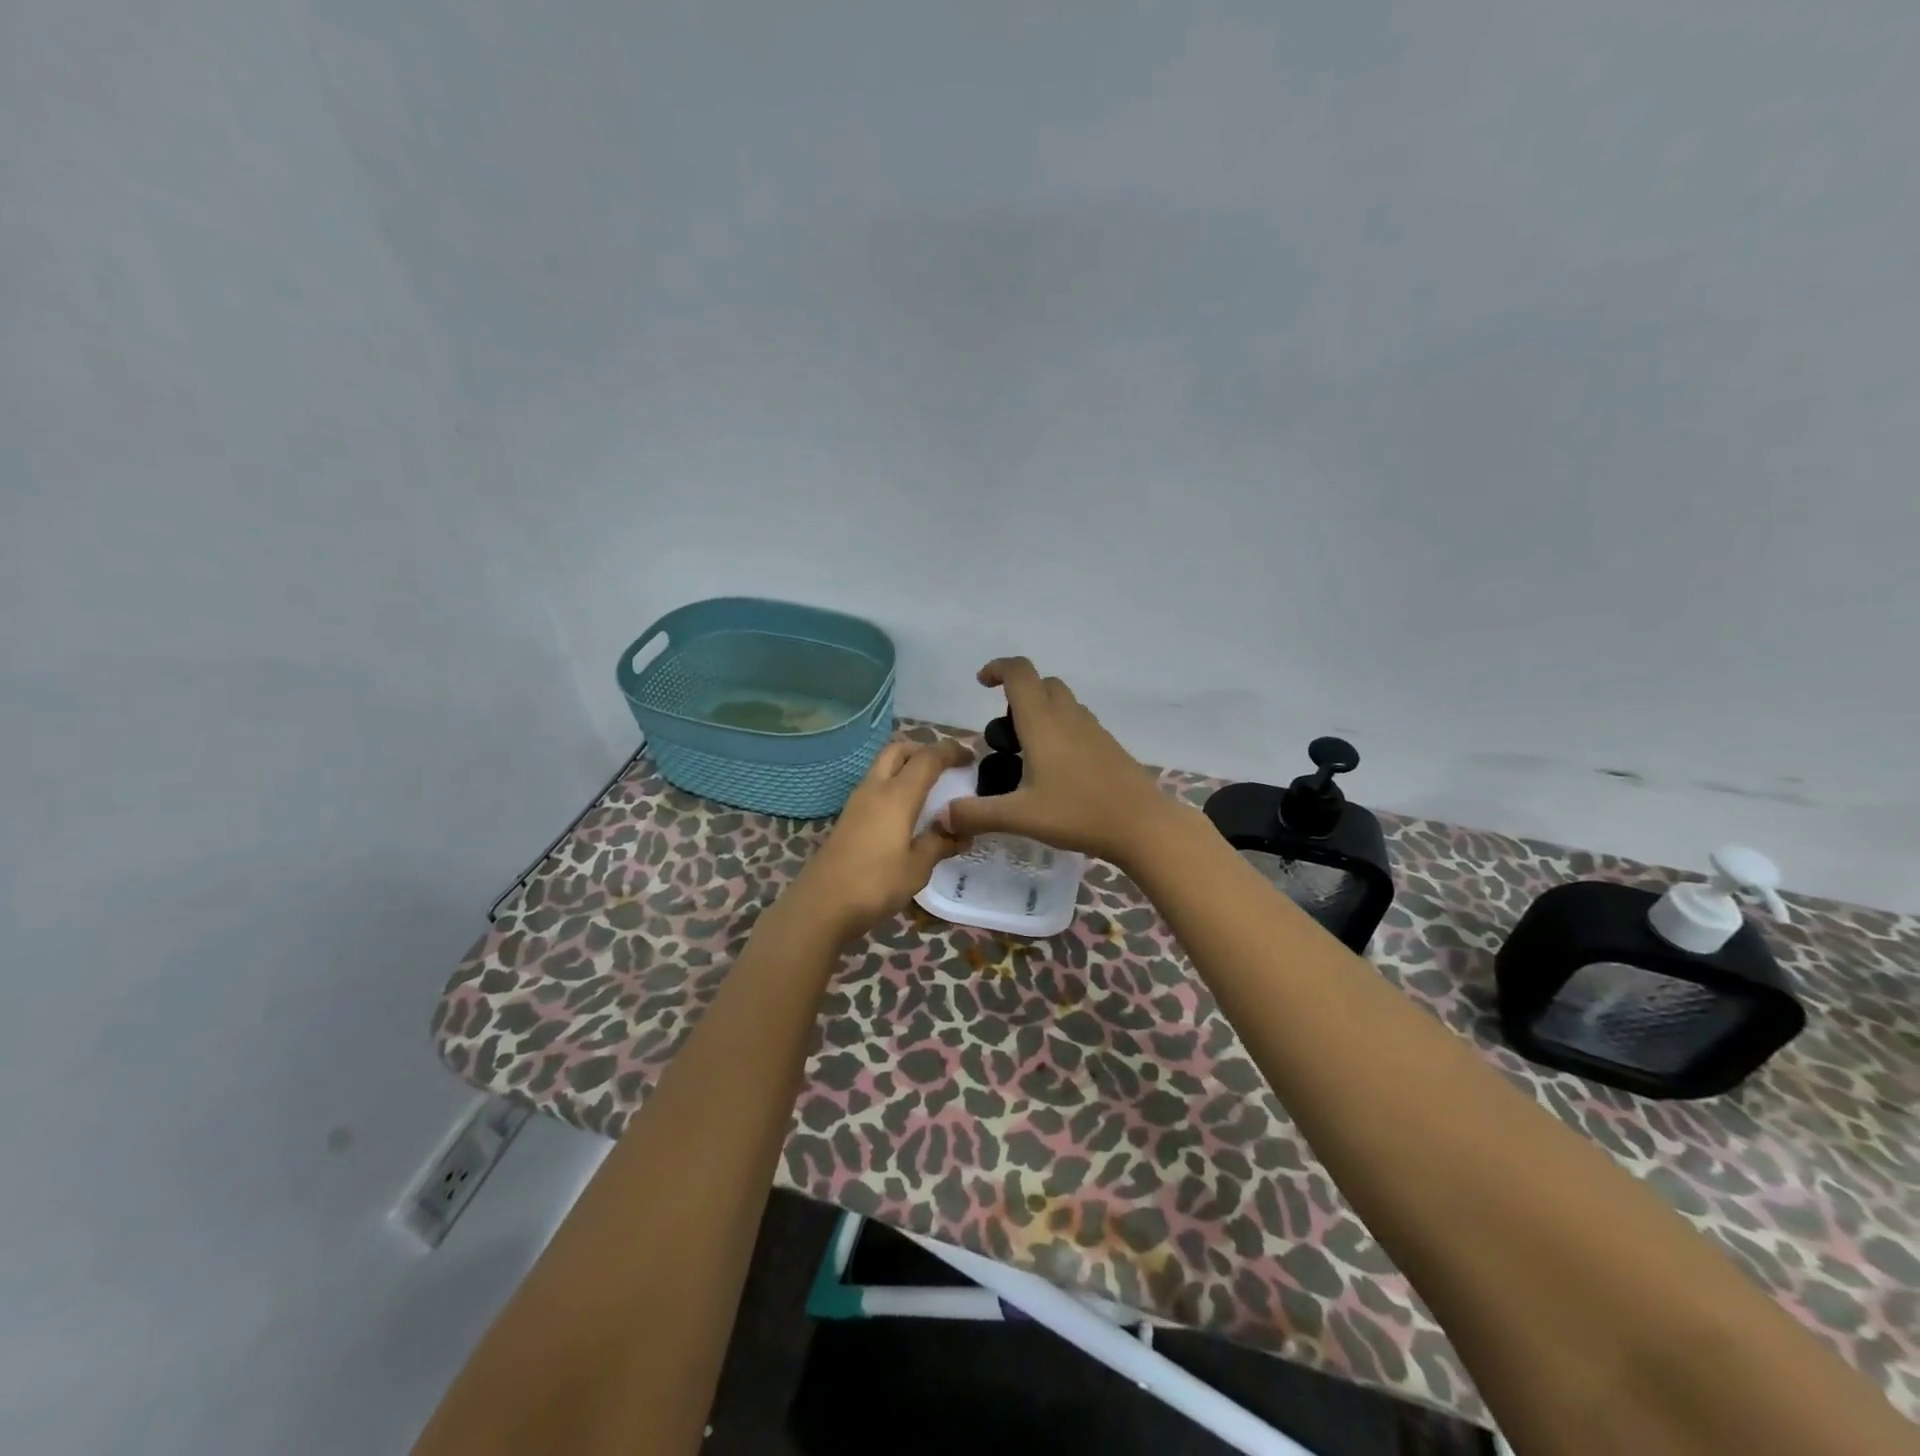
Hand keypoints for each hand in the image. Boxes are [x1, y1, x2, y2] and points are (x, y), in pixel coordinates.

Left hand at [790, 737, 972, 942]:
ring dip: (906, 767)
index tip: (970, 757)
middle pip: (898, 750)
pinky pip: (876, 787)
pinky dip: (894, 786)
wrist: (821, 905)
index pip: (927, 758)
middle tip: (945, 766)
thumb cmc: (875, 883)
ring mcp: (857, 802)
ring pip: (883, 767)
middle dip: (923, 750)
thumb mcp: (917, 868)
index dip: (950, 751)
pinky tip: (906, 811)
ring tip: (929, 788)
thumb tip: (962, 833)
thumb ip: (940, 843)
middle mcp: (875, 789)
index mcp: (897, 795)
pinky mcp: (848, 818)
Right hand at [940, 658, 1174, 866]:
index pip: (1019, 673)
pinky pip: (1078, 723)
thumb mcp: (1020, 817)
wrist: (1142, 825)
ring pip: (1063, 702)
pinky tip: (1056, 771)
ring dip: (1040, 712)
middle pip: (1042, 683)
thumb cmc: (1077, 813)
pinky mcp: (1108, 745)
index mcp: (1043, 722)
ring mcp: (1093, 729)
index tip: (981, 683)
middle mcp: (1068, 717)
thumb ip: (977, 814)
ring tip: (1026, 755)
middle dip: (1018, 695)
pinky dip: (1060, 730)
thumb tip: (943, 816)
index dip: (997, 668)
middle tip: (1004, 733)